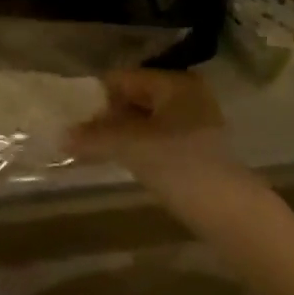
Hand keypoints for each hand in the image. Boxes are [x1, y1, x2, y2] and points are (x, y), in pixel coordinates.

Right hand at [67, 68, 230, 182]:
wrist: (232, 216)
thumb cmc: (180, 166)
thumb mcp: (130, 146)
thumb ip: (94, 136)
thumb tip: (61, 135)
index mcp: (175, 82)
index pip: (123, 78)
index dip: (98, 97)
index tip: (76, 119)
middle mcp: (187, 95)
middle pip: (135, 97)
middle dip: (109, 117)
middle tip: (85, 138)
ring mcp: (196, 123)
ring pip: (146, 120)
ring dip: (122, 134)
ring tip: (99, 152)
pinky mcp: (199, 150)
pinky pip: (158, 138)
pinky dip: (139, 147)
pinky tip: (126, 163)